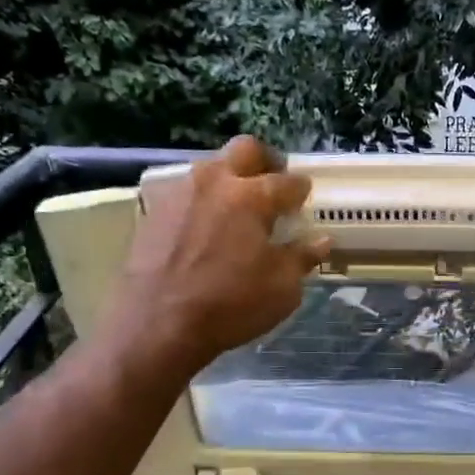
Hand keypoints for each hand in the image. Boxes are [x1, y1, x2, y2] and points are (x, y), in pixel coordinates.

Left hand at [113, 137, 329, 371]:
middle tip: (273, 185)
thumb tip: (321, 240)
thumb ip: (302, 258)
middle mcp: (214, 182)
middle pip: (245, 150)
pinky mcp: (154, 212)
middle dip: (265, 162)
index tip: (305, 197)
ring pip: (211, 167)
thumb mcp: (282, 288)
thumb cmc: (230, 305)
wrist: (157, 325)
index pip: (287, 182)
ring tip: (239, 208)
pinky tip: (207, 228)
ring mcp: (179, 193)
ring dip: (230, 179)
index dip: (300, 189)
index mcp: (251, 196)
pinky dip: (203, 202)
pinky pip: (187, 193)